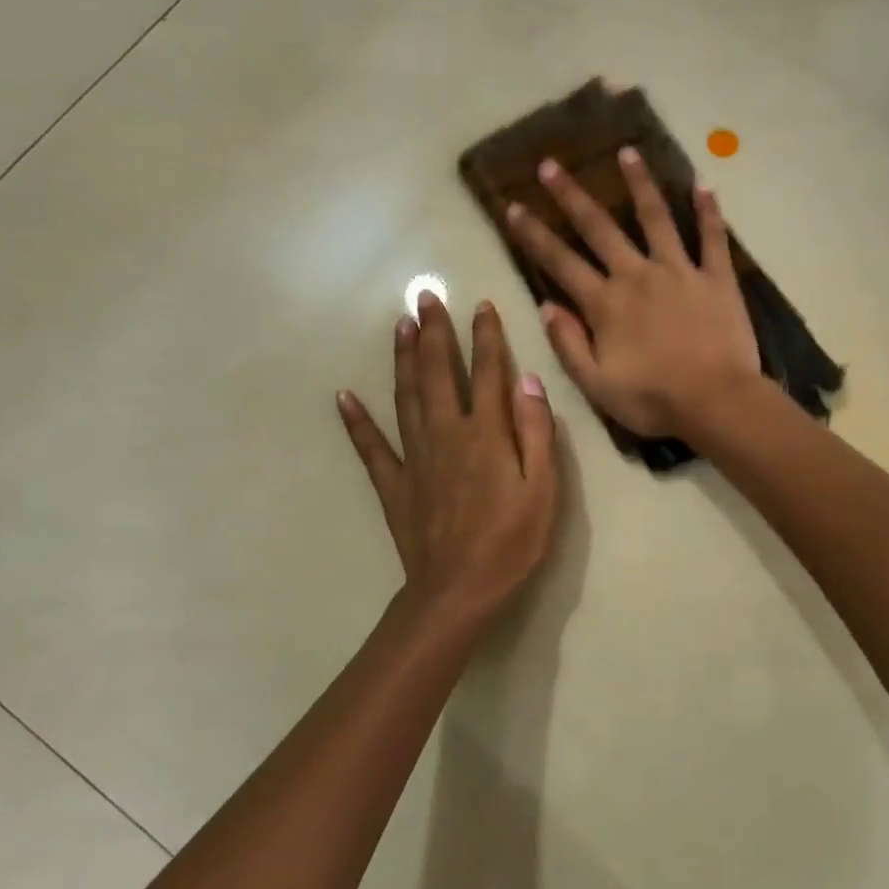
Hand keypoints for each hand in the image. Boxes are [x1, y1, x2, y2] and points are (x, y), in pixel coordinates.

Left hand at [338, 294, 558, 627]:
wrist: (458, 591)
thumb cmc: (512, 543)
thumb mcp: (543, 490)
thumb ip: (537, 433)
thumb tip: (528, 381)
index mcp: (486, 435)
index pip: (487, 374)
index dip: (486, 337)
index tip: (480, 305)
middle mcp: (446, 435)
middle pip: (437, 374)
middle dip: (434, 333)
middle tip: (425, 297)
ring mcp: (415, 459)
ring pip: (405, 397)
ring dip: (402, 359)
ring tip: (399, 326)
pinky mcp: (395, 485)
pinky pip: (371, 447)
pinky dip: (356, 421)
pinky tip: (344, 397)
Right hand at [505, 149, 760, 440]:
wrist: (715, 402)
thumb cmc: (653, 400)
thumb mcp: (596, 385)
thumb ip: (568, 344)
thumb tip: (545, 306)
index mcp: (606, 304)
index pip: (560, 262)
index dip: (534, 234)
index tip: (513, 207)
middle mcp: (638, 276)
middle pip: (600, 228)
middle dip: (572, 195)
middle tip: (551, 164)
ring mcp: (680, 272)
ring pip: (656, 218)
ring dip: (639, 184)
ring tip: (627, 153)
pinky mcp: (717, 278)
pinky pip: (712, 238)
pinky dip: (708, 212)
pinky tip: (703, 185)